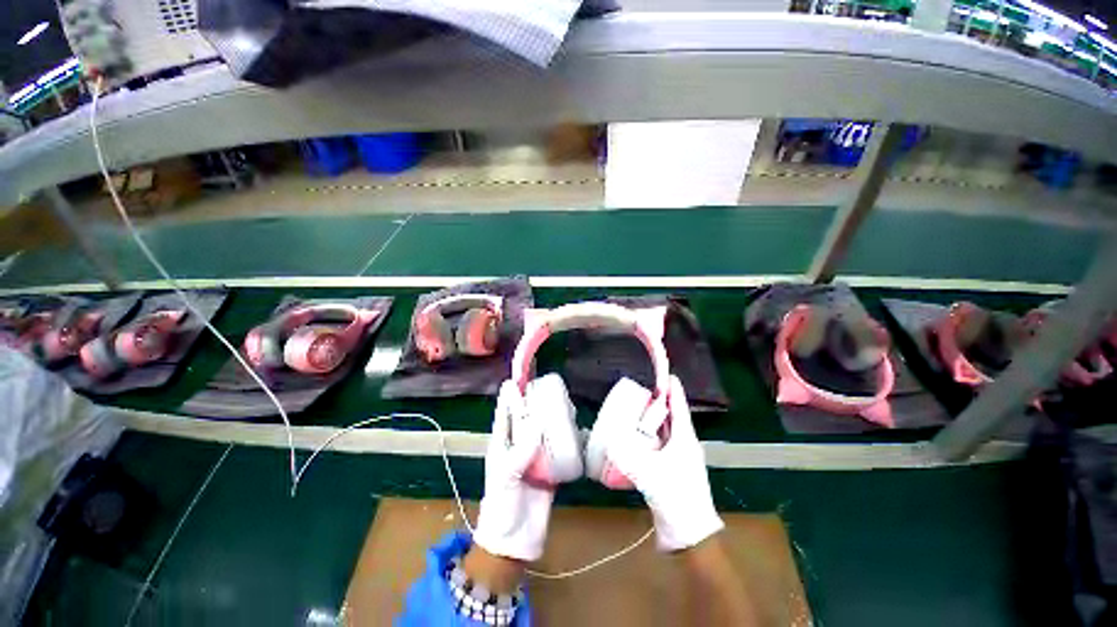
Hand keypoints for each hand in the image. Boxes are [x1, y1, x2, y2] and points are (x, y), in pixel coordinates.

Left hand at [472, 380, 554, 561]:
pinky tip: (576, 428)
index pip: (506, 412)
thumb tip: (539, 420)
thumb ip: (522, 448)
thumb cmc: (502, 505)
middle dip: (535, 401)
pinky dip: (567, 437)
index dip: (510, 395)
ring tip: (565, 403)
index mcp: (503, 443)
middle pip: (528, 417)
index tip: (517, 376)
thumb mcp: (506, 475)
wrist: (515, 541)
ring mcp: (536, 455)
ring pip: (545, 429)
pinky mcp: (551, 467)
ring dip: (553, 416)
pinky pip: (559, 447)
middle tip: (549, 386)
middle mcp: (520, 444)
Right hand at [609, 376, 723, 551]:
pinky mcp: (671, 469)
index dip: (674, 390)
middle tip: (642, 389)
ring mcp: (679, 458)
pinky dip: (649, 437)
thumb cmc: (676, 498)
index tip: (667, 374)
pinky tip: (636, 437)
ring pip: (665, 432)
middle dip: (660, 402)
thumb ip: (627, 456)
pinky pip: (659, 445)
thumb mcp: (650, 473)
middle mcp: (684, 445)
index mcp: (685, 440)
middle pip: (672, 417)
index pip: (679, 407)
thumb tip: (609, 440)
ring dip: (653, 420)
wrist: (690, 535)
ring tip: (637, 409)